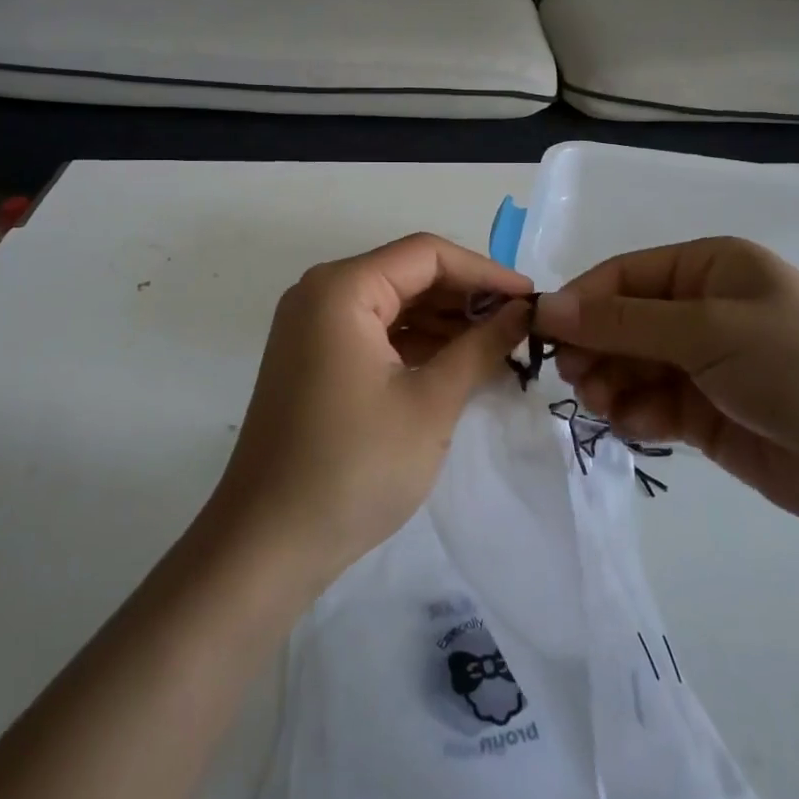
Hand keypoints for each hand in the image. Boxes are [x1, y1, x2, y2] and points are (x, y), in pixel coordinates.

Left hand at [210, 233, 532, 586]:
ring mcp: (312, 327)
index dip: (484, 271)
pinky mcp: (313, 359)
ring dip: (443, 321)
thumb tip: (522, 311)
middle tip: (519, 326)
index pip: (426, 254)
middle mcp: (321, 293)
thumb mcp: (431, 403)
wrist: (267, 544)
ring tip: (497, 346)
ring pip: (392, 304)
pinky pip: (374, 332)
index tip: (531, 298)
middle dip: (465, 297)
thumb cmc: (355, 466)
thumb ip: (480, 346)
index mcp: (342, 288)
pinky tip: (456, 363)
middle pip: (407, 274)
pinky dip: (415, 343)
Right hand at [535, 238, 798, 540]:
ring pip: (631, 365)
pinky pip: (650, 404)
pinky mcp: (706, 413)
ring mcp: (704, 364)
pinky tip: (634, 425)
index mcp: (709, 268)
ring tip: (604, 404)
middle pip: (622, 322)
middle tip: (575, 378)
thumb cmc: (798, 366)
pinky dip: (634, 413)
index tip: (543, 331)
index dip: (582, 301)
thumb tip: (549, 306)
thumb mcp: (708, 330)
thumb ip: (624, 322)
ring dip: (609, 382)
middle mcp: (702, 310)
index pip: (625, 276)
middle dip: (595, 348)